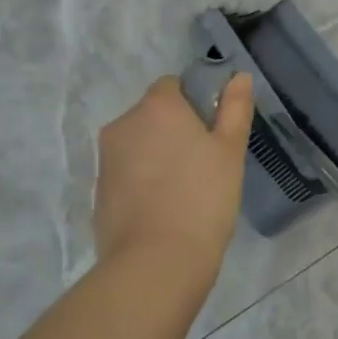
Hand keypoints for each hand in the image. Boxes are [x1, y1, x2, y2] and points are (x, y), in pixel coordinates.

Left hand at [93, 74, 253, 272]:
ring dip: (159, 156)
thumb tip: (238, 77)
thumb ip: (235, 109)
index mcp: (157, 107)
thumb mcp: (230, 151)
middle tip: (206, 163)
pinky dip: (144, 182)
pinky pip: (127, 173)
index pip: (173, 85)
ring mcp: (106, 159)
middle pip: (153, 115)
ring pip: (139, 145)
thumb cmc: (203, 198)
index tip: (214, 132)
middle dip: (176, 131)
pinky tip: (165, 209)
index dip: (196, 103)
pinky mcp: (99, 191)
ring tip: (186, 190)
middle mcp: (124, 124)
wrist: (156, 262)